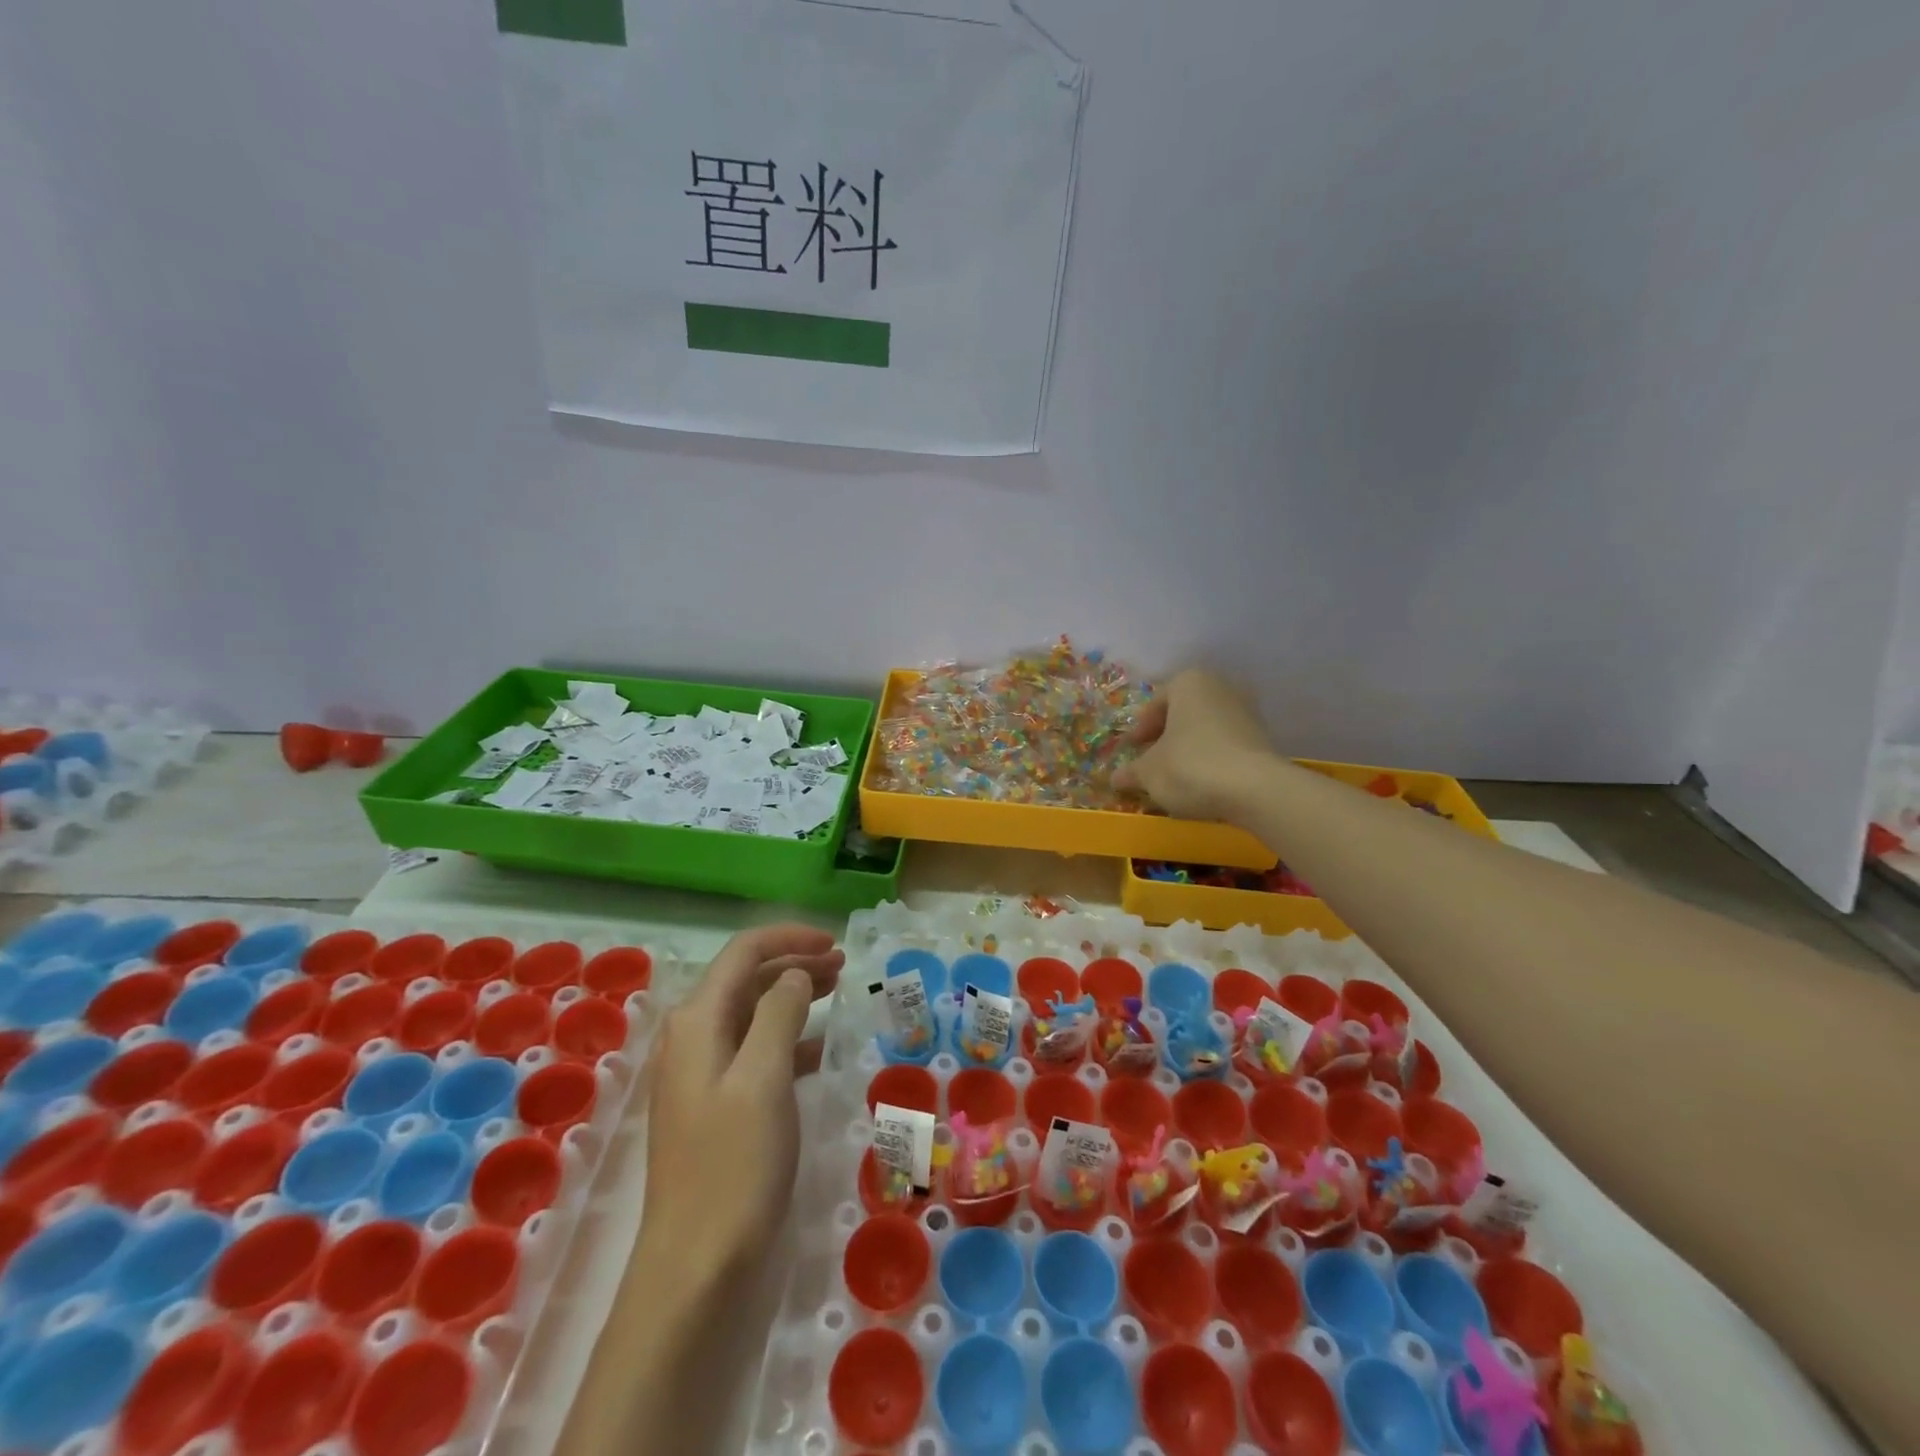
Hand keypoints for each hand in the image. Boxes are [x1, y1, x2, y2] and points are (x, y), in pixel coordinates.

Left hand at [636, 924, 844, 1290]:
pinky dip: (786, 1038)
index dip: (789, 939)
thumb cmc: (733, 1165)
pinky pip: (753, 1051)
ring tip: (836, 991)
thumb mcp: (764, 1078)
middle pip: (746, 979)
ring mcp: (699, 1074)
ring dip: (792, 996)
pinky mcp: (713, 1105)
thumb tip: (794, 974)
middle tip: (844, 967)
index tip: (835, 943)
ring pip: (750, 1013)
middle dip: (793, 964)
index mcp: (697, 1022)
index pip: (743, 953)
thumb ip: (780, 1014)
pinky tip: (817, 1049)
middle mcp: (692, 1038)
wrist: (694, 1268)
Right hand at [1115, 668, 1277, 821]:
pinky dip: (1211, 757)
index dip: (1140, 729)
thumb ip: (1130, 772)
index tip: (1132, 750)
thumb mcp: (1149, 772)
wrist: (1255, 790)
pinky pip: (1226, 743)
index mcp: (1188, 682)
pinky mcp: (1263, 737)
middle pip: (1183, 712)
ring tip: (1176, 774)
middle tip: (1152, 761)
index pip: (1155, 703)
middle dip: (1166, 736)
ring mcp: (1247, 711)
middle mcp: (1220, 687)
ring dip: (1189, 747)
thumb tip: (1115, 778)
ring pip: (1206, 728)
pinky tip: (1203, 781)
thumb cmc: (1190, 767)